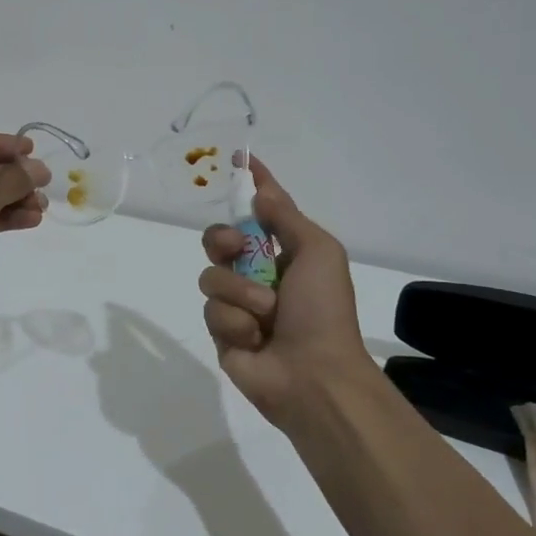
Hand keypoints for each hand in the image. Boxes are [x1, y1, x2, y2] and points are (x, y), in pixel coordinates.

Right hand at [198, 158, 372, 430]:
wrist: (314, 375)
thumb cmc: (323, 309)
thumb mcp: (318, 252)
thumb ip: (287, 218)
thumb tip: (261, 190)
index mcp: (285, 253)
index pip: (263, 211)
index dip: (251, 187)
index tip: (239, 160)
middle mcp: (258, 274)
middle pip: (220, 239)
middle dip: (223, 240)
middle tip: (236, 249)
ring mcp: (238, 304)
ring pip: (211, 276)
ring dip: (239, 293)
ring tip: (265, 315)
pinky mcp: (222, 332)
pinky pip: (212, 311)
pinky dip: (235, 322)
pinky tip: (254, 339)